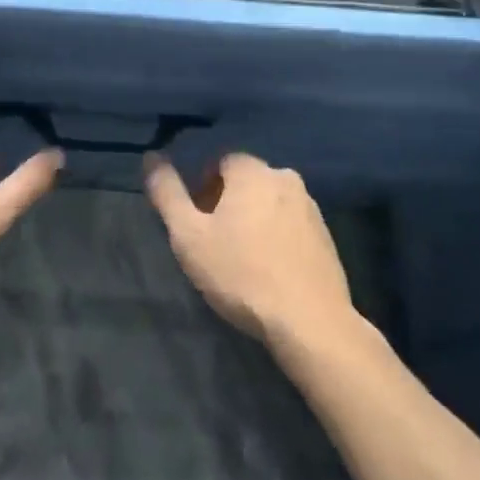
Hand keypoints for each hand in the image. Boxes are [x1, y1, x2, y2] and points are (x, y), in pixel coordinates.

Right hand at [146, 152, 353, 343]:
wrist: (310, 322)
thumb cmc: (242, 273)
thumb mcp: (189, 235)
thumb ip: (167, 193)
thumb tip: (152, 156)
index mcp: (253, 171)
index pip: (220, 161)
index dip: (202, 187)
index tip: (196, 220)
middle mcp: (285, 178)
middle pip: (246, 181)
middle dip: (227, 203)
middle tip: (214, 240)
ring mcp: (312, 208)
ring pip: (270, 203)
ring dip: (254, 220)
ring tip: (241, 259)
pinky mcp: (328, 238)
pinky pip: (291, 226)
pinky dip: (277, 238)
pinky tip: (269, 271)